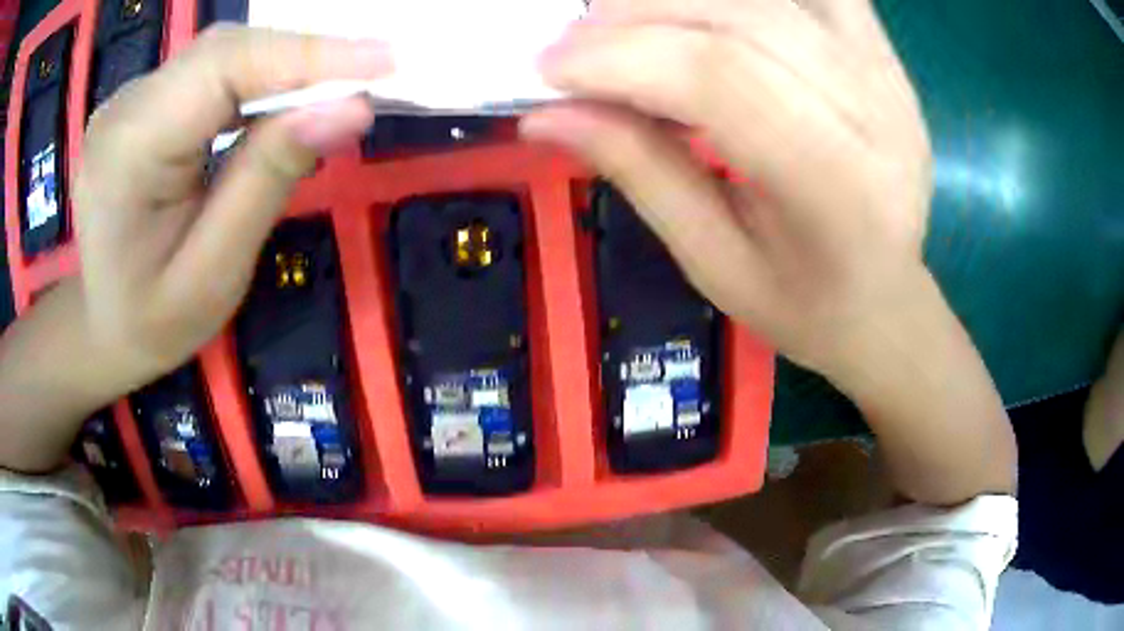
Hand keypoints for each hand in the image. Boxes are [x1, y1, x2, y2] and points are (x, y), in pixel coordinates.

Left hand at [0, 26, 389, 471]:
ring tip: (335, 91)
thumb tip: (350, 108)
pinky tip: (284, 100)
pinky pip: (210, 70)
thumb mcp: (214, 272)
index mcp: (128, 152)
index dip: (307, 54)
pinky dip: (258, 76)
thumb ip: (270, 180)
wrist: (100, 326)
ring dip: (284, 65)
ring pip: (222, 53)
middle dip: (304, 57)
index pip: (223, 68)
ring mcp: (131, 99)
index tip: (386, 60)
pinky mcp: (144, 101)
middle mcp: (125, 108)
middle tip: (372, 78)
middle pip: (226, 50)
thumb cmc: (151, 322)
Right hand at [524, 0, 1016, 503]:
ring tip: (620, 18)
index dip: (623, 58)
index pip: (724, 81)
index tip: (548, 69)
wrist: (886, 300)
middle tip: (573, 39)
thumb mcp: (713, 262)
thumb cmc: (804, 304)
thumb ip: (639, 172)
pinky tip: (705, 10)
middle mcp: (878, 115)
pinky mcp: (886, 57)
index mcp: (840, 191)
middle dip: (639, 16)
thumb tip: (545, 115)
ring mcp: (889, 76)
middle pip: (746, 20)